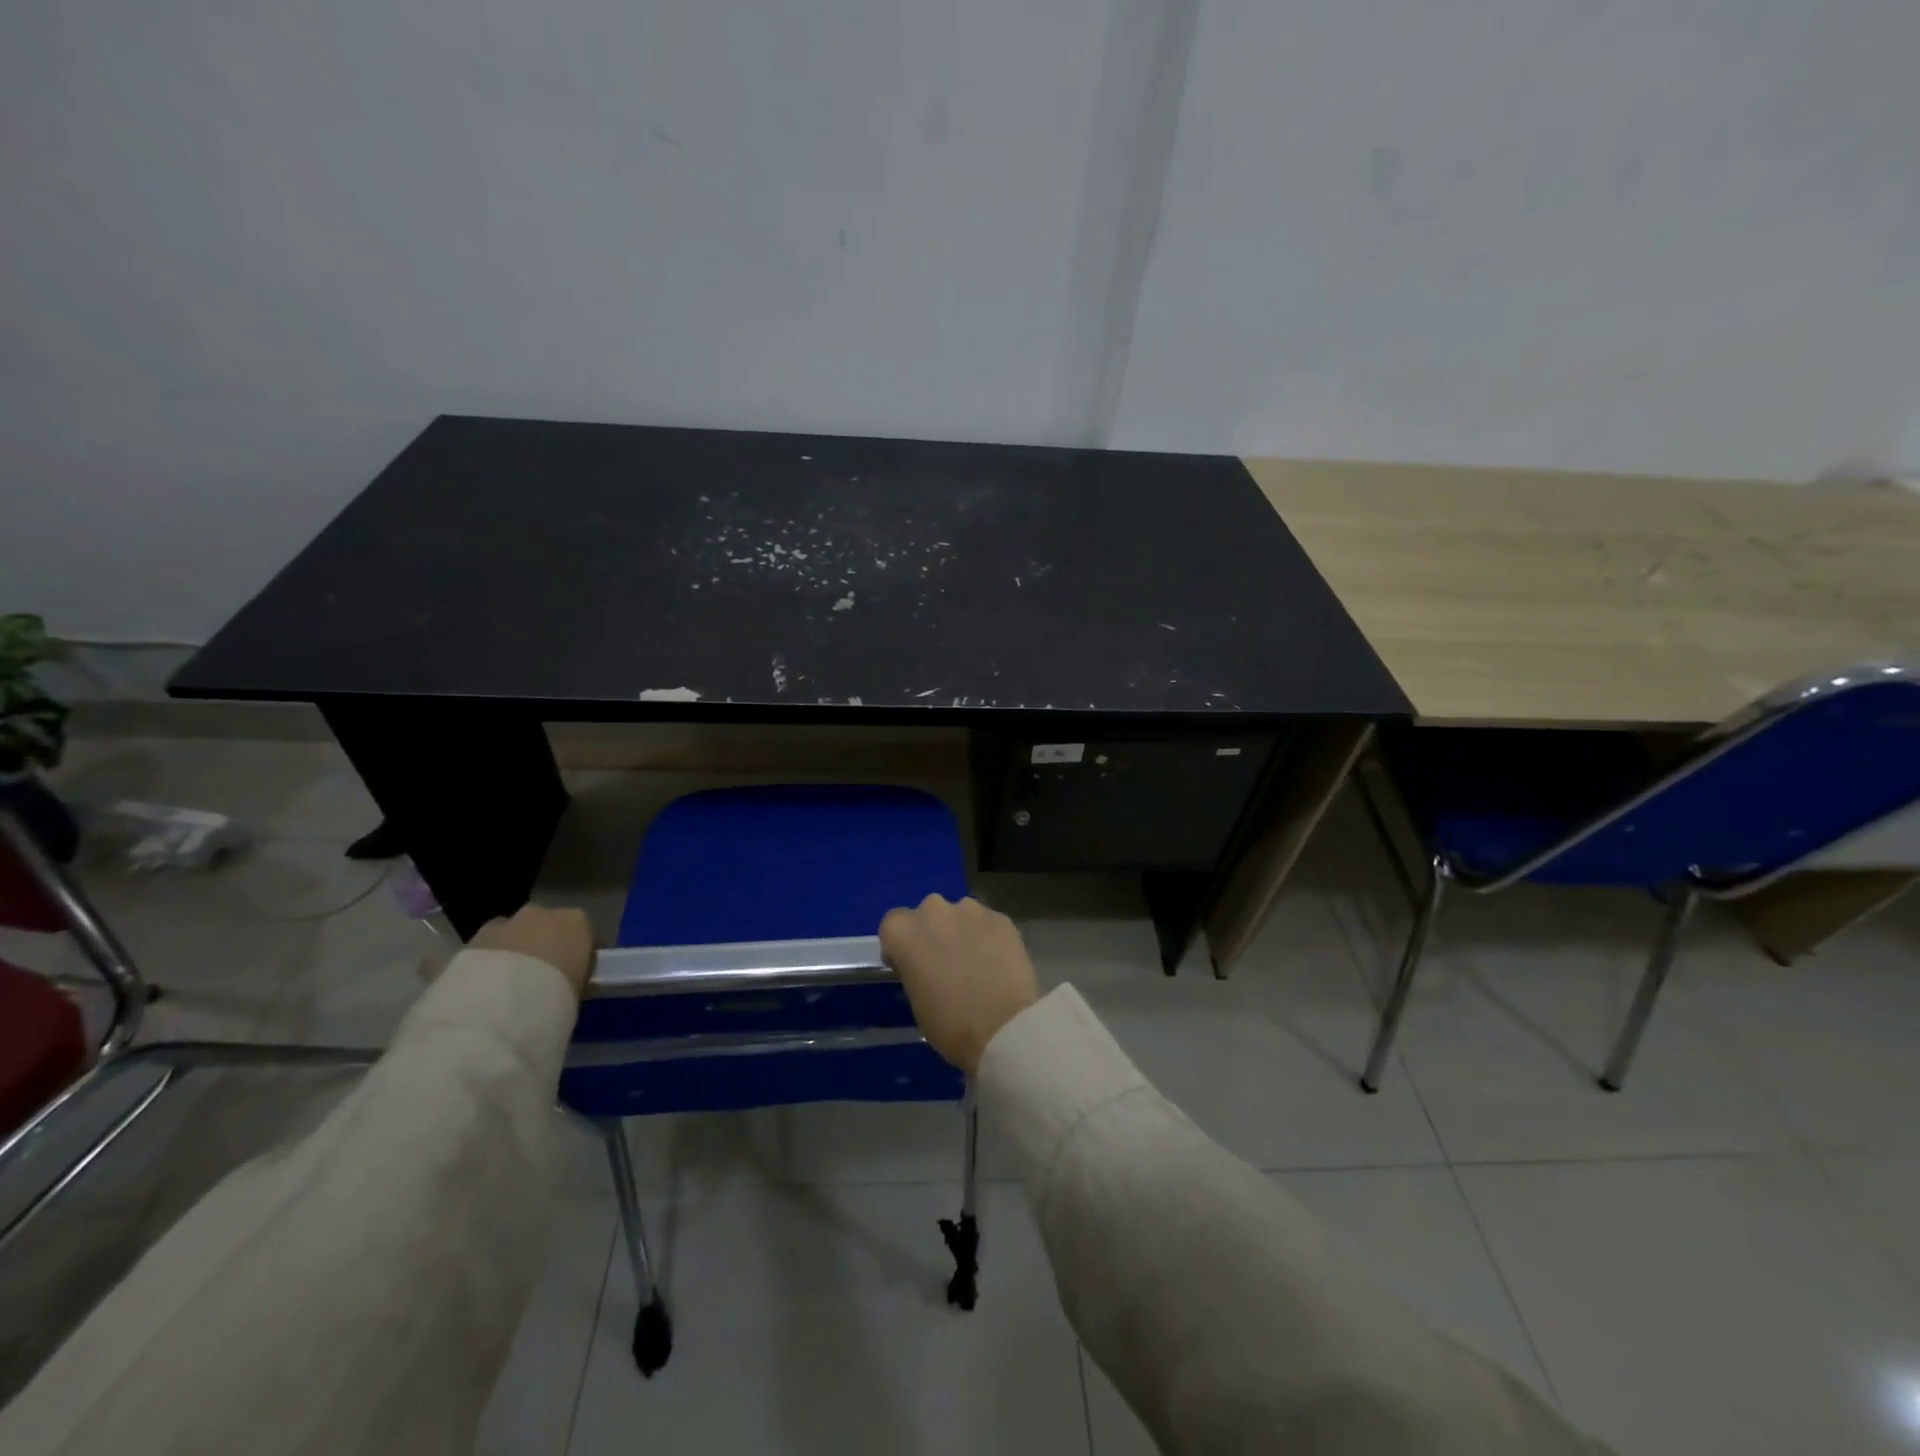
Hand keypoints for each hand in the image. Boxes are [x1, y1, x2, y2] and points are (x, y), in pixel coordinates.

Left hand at [470, 904, 596, 996]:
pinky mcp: (471, 939)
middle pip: (545, 926)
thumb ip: (574, 976)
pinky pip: (487, 948)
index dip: (579, 953)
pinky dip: (489, 961)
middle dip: (542, 945)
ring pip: (513, 933)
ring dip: (513, 950)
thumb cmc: (555, 996)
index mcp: (577, 922)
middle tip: (540, 976)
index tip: (575, 973)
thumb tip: (567, 982)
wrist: (500, 1006)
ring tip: (508, 984)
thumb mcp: (579, 989)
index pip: (584, 933)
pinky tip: (486, 986)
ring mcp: (505, 923)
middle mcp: (543, 913)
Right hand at [880, 894, 1038, 1073]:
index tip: (912, 966)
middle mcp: (934, 910)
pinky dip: (988, 937)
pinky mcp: (1001, 917)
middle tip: (945, 962)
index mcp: (903, 931)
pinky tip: (998, 962)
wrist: (1004, 1027)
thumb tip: (926, 966)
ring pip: (960, 914)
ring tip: (976, 961)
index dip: (902, 946)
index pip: (893, 925)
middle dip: (934, 933)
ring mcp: (970, 910)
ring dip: (962, 931)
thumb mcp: (915, 1001)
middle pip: (928, 914)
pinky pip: (987, 923)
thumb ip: (914, 970)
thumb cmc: (950, 1023)